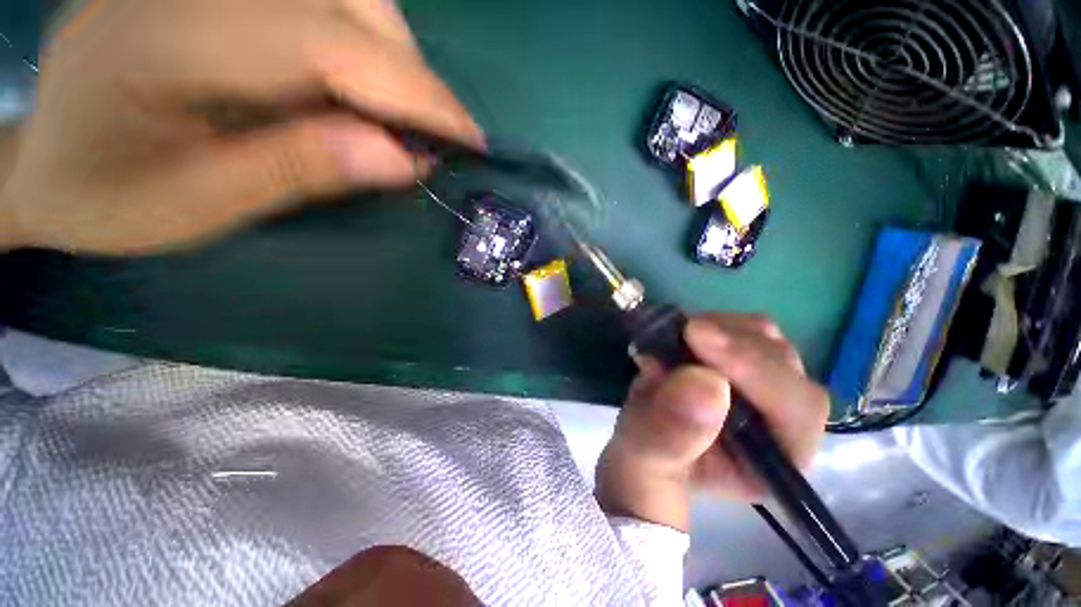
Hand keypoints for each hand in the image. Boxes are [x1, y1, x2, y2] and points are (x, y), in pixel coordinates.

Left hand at [0, 0, 480, 254]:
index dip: (417, 94)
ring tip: (399, 122)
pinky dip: (365, 48)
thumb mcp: (199, 205)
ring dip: (395, 61)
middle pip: (351, 1)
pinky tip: (360, 93)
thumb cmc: (105, 197)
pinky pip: (323, 2)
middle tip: (432, 141)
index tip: (471, 141)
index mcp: (169, 39)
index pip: (331, 44)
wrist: (43, 158)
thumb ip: (301, 171)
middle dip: (412, 77)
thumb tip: (404, 161)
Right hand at [595, 313, 829, 530]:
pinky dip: (710, 323)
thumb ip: (670, 436)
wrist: (640, 446)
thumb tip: (705, 381)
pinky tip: (681, 337)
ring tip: (677, 340)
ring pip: (764, 338)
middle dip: (732, 343)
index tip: (697, 337)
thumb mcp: (645, 462)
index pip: (795, 408)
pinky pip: (740, 328)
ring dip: (720, 329)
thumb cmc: (645, 466)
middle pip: (784, 363)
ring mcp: (761, 386)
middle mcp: (781, 421)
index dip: (754, 369)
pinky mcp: (740, 363)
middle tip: (683, 331)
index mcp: (773, 461)